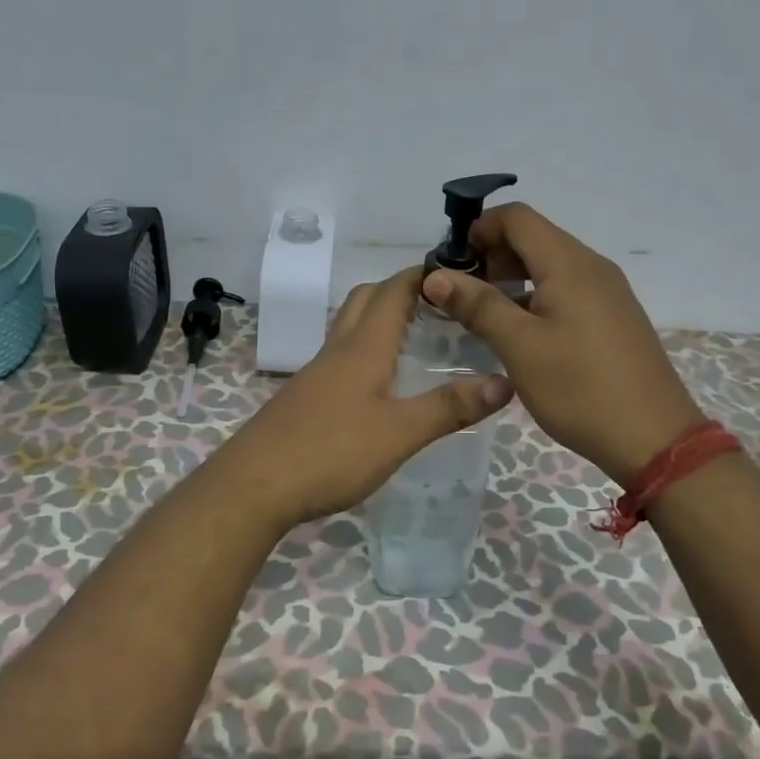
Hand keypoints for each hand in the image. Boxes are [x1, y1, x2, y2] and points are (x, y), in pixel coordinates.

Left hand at [210, 268, 514, 528]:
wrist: (254, 485)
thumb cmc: (331, 452)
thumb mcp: (399, 433)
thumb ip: (450, 407)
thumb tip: (505, 382)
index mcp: (364, 347)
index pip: (394, 291)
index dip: (423, 275)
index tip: (457, 273)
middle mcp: (338, 349)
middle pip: (366, 299)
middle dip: (400, 290)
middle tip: (439, 305)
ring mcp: (317, 373)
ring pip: (350, 327)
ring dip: (381, 318)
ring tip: (416, 336)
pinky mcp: (305, 397)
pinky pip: (340, 356)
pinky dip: (366, 349)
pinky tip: (380, 382)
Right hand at [421, 203, 702, 486]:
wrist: (654, 440)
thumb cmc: (580, 388)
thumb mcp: (519, 347)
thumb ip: (477, 305)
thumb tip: (436, 276)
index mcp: (569, 264)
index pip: (517, 217)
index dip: (478, 230)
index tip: (450, 265)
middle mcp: (592, 267)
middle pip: (533, 238)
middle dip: (491, 255)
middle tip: (460, 294)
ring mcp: (607, 292)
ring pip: (549, 266)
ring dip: (510, 279)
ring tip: (481, 316)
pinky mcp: (612, 317)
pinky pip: (566, 290)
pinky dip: (534, 298)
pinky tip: (517, 333)